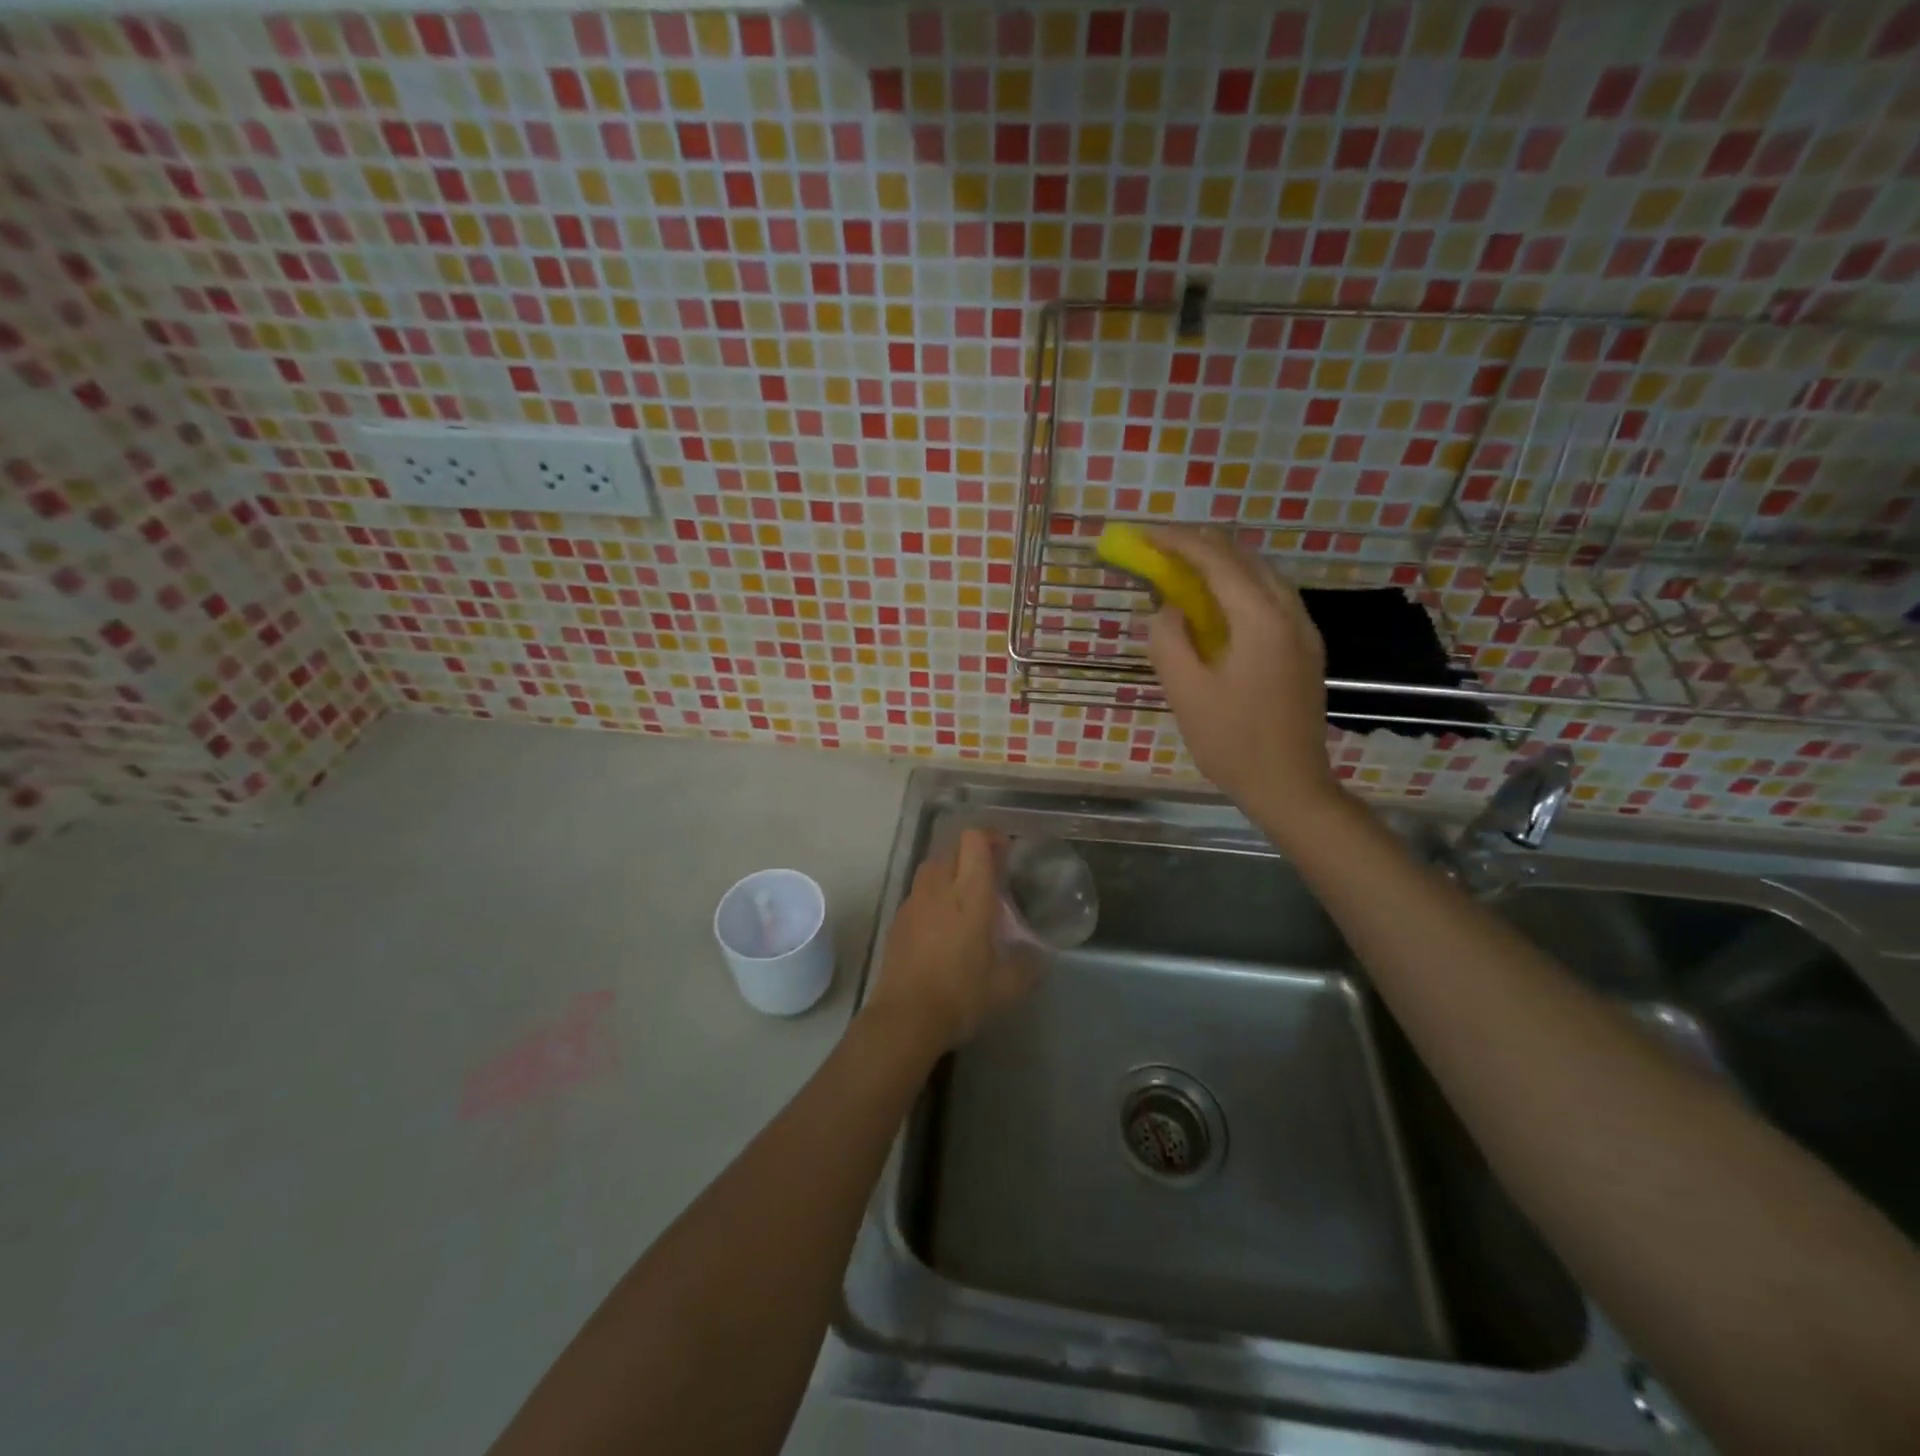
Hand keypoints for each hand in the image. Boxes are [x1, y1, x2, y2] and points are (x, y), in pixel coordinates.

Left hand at [864, 828, 1037, 1053]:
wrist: (905, 1018)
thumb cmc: (961, 995)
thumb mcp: (1007, 986)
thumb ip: (1028, 964)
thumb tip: (1038, 955)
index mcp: (969, 894)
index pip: (974, 840)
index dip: (990, 837)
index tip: (1006, 852)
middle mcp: (939, 888)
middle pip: (952, 847)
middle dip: (972, 852)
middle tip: (991, 875)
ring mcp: (914, 901)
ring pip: (932, 866)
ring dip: (951, 869)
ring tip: (967, 895)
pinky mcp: (898, 919)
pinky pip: (919, 891)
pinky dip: (934, 893)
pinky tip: (944, 922)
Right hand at [1143, 526, 1344, 822]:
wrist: (1290, 785)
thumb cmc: (1232, 743)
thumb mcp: (1186, 693)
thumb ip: (1168, 640)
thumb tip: (1165, 609)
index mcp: (1261, 619)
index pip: (1216, 560)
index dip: (1176, 542)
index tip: (1143, 535)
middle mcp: (1289, 613)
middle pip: (1244, 558)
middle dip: (1198, 546)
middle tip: (1158, 549)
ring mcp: (1303, 630)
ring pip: (1261, 576)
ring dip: (1220, 566)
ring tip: (1181, 571)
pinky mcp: (1305, 648)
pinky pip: (1270, 599)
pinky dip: (1238, 588)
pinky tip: (1216, 606)